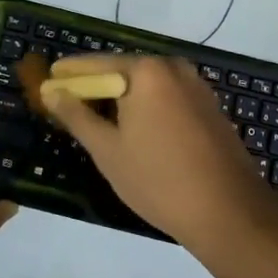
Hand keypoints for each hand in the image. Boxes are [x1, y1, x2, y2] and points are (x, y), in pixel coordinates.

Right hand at [39, 54, 277, 258]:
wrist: (229, 212)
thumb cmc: (158, 180)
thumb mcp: (108, 150)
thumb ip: (77, 116)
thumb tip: (52, 92)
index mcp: (147, 71)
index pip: (96, 64)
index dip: (69, 74)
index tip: (48, 80)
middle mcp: (173, 67)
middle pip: (123, 70)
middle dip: (95, 86)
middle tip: (67, 103)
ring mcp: (196, 86)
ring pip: (147, 85)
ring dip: (121, 97)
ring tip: (95, 119)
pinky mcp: (209, 106)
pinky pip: (167, 97)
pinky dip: (145, 106)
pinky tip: (134, 129)